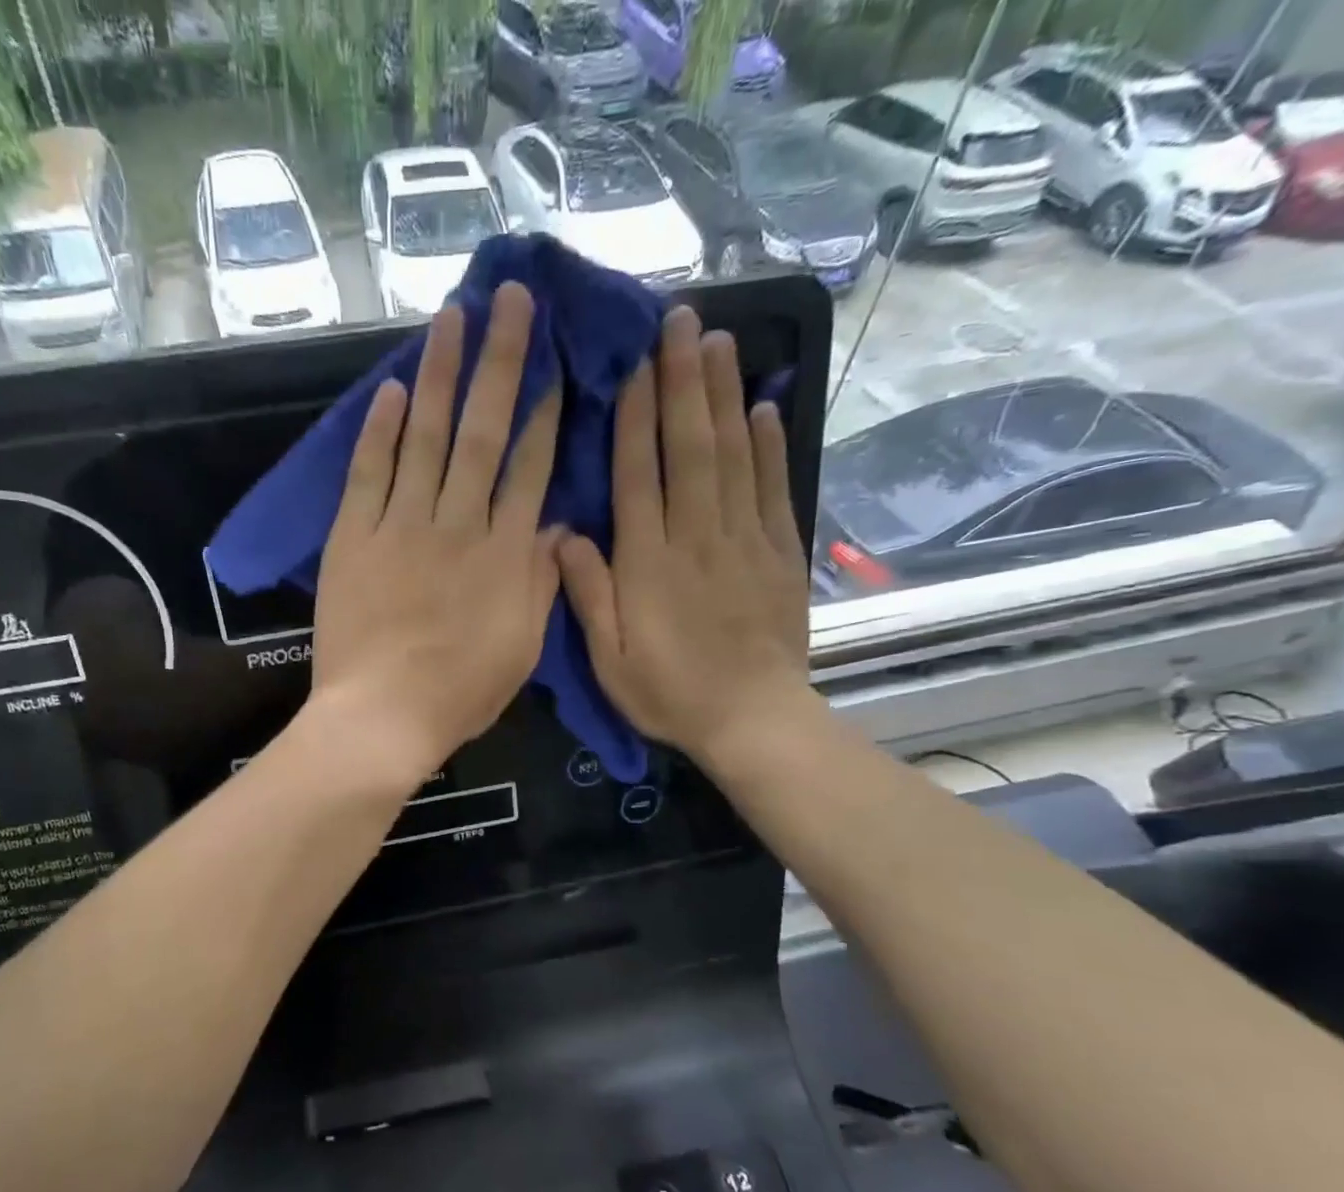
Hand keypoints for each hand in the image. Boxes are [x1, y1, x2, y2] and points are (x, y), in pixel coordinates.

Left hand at [310, 283, 563, 785]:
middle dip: (500, 362)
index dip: (544, 414)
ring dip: (441, 372)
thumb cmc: (459, 694)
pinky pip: (368, 474)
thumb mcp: (521, 649)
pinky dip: (380, 430)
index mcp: (504, 556)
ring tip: (453, 314)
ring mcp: (401, 527)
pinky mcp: (353, 538)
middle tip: (511, 297)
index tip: (554, 363)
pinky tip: (392, 389)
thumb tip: (558, 526)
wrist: (381, 718)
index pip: (529, 469)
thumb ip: (541, 584)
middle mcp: (457, 525)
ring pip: (426, 437)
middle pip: (482, 432)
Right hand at [557, 306, 809, 763]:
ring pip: (733, 455)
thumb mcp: (608, 658)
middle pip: (690, 447)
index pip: (639, 475)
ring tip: (716, 341)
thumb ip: (587, 593)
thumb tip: (564, 533)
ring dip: (723, 395)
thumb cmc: (669, 692)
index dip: (636, 416)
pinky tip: (763, 406)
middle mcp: (697, 536)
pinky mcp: (779, 551)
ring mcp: (744, 539)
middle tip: (680, 321)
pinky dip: (769, 444)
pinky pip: (773, 487)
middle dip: (683, 381)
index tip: (635, 363)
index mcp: (649, 562)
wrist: (752, 719)